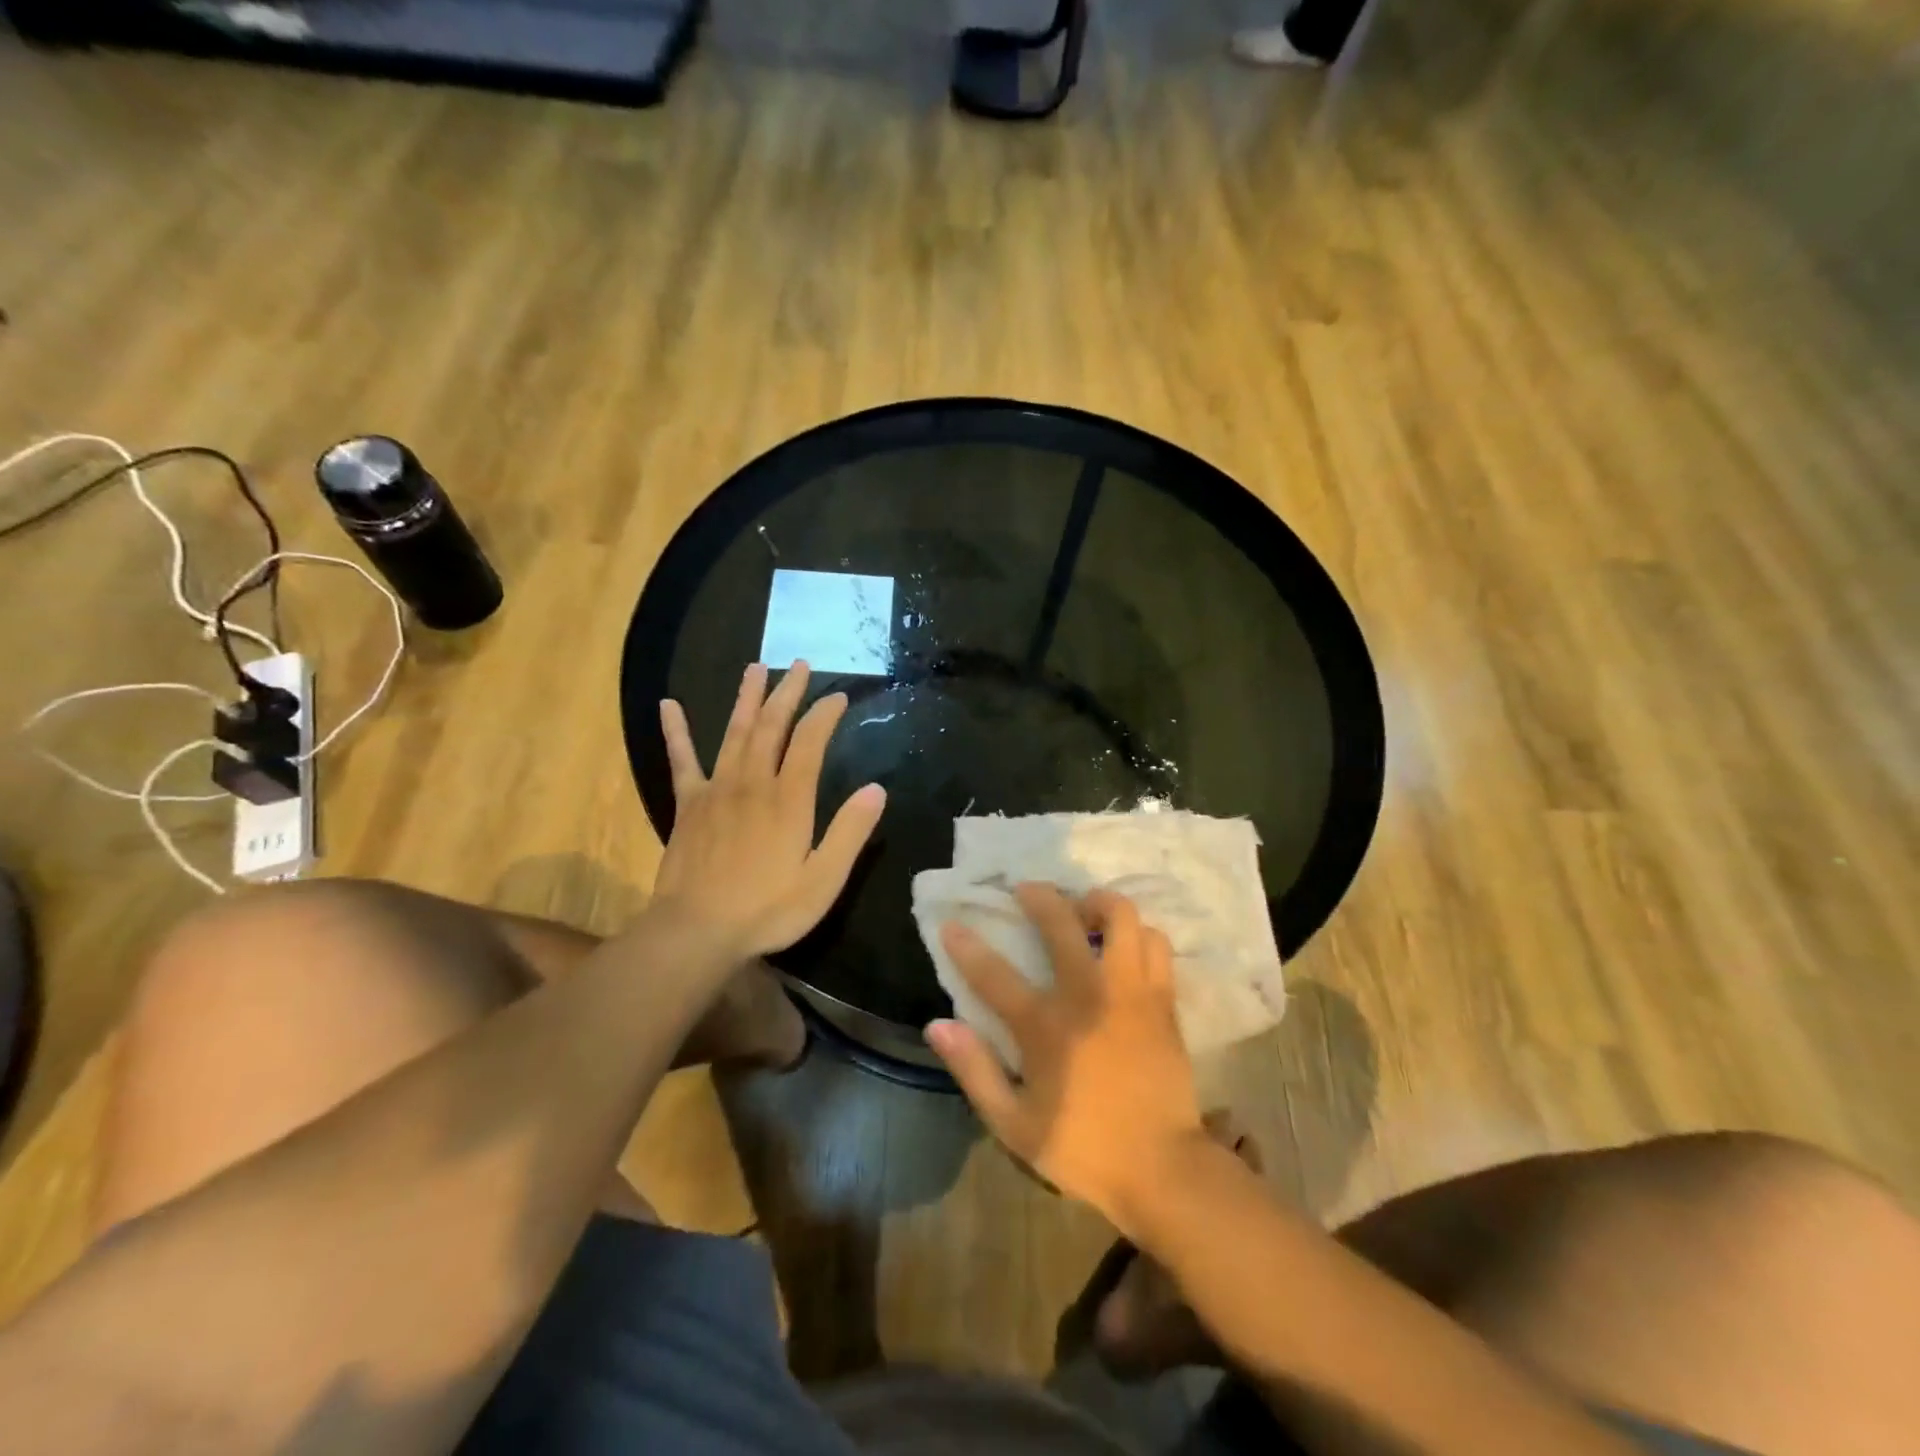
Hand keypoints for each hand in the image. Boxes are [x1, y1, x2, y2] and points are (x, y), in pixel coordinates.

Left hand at [652, 661, 885, 961]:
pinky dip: (677, 732)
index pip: (810, 741)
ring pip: (734, 733)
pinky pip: (683, 760)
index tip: (838, 696)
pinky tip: (668, 705)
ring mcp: (717, 790)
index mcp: (789, 799)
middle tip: (800, 665)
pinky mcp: (689, 804)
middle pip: (771, 726)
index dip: (824, 714)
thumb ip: (850, 832)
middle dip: (787, 693)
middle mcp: (753, 782)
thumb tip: (876, 789)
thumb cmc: (768, 909)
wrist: (697, 931)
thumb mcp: (823, 879)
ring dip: (746, 698)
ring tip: (756, 667)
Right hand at [926, 885, 1204, 1230]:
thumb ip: (975, 1071)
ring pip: (1121, 916)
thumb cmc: (1084, 1148)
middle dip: (1039, 895)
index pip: (994, 974)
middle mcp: (1089, 994)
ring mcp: (1132, 991)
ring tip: (1084, 912)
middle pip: (1062, 921)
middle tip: (1028, 890)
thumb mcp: (1014, 1125)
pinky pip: (1155, 942)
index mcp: (1046, 1026)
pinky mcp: (1163, 999)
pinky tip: (1122, 945)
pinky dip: (1136, 933)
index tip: (951, 924)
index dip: (966, 945)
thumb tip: (938, 1025)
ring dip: (1097, 904)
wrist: (1164, 1169)